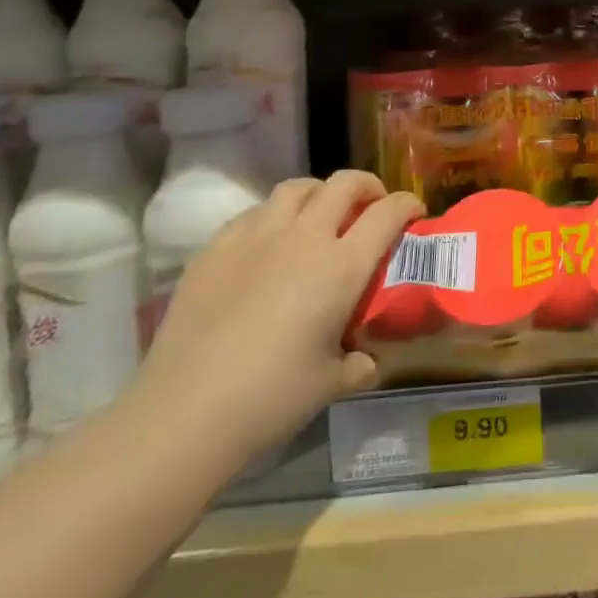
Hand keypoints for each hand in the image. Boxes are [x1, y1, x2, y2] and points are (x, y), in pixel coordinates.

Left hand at [130, 170, 422, 468]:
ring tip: (319, 215)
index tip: (414, 212)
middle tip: (370, 206)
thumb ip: (358, 364)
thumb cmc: (270, 398)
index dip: (407, 204)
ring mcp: (256, 236)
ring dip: (318, 193)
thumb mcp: (330, 384)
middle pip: (344, 183)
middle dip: (366, 186)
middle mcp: (305, 237)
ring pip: (297, 188)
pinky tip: (267, 243)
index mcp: (342, 266)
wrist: (183, 413)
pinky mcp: (216, 247)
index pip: (388, 213)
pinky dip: (272, 216)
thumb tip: (368, 361)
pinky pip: (254, 213)